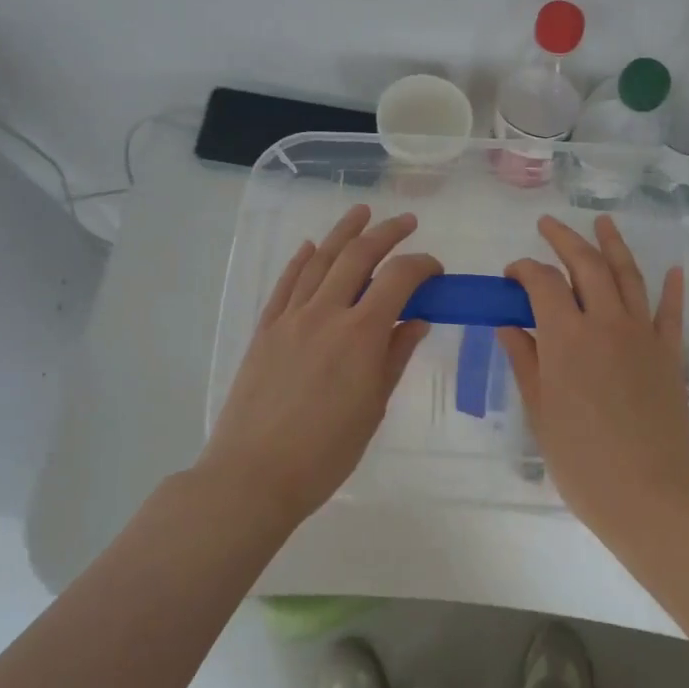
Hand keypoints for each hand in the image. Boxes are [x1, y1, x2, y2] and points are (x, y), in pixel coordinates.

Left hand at [199, 204, 440, 524]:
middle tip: (406, 222)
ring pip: (319, 260)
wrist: (253, 475)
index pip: (399, 279)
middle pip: (358, 256)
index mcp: (361, 334)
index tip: (435, 269)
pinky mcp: (265, 329)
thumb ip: (396, 357)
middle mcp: (326, 313)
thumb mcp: (373, 407)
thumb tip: (418, 321)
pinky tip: (311, 247)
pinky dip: (301, 260)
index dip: (421, 265)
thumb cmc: (325, 452)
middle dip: (386, 233)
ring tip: (361, 212)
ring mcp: (290, 318)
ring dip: (343, 232)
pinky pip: (286, 284)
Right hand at [498, 216, 688, 537]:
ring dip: (613, 245)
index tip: (511, 275)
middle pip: (586, 264)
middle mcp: (606, 322)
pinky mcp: (669, 353)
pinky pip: (671, 311)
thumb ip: (525, 360)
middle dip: (564, 239)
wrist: (649, 494)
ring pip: (628, 275)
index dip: (524, 270)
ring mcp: (643, 334)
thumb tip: (508, 324)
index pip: (543, 282)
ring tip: (602, 221)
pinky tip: (672, 269)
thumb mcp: (540, 411)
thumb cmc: (581, 459)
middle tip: (548, 225)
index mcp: (567, 336)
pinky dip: (671, 287)